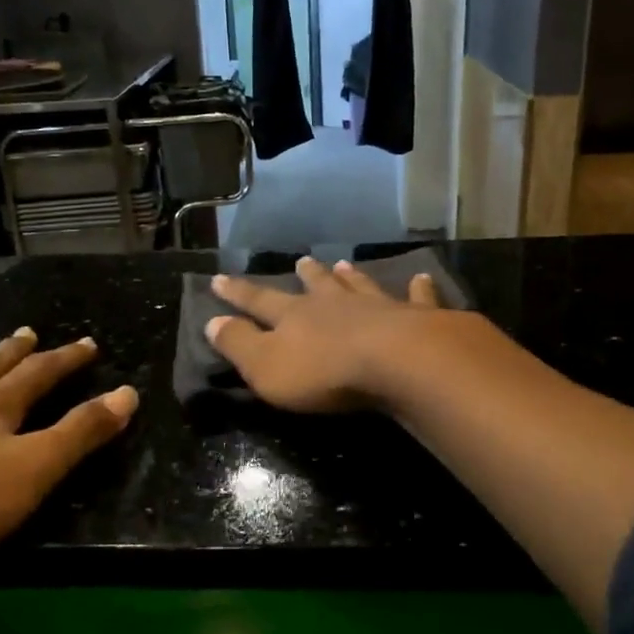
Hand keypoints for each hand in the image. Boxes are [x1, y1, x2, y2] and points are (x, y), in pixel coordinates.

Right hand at [205, 256, 456, 412]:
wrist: (397, 364)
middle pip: (317, 286)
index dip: (237, 292)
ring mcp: (378, 307)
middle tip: (301, 261)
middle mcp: (335, 304)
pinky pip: (417, 298)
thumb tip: (212, 322)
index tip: (218, 278)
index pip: (258, 300)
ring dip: (351, 276)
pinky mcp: (417, 318)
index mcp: (295, 316)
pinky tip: (421, 278)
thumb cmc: (324, 372)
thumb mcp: (265, 366)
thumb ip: (239, 344)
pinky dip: (419, 288)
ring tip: (345, 265)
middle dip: (306, 276)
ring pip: (360, 286)